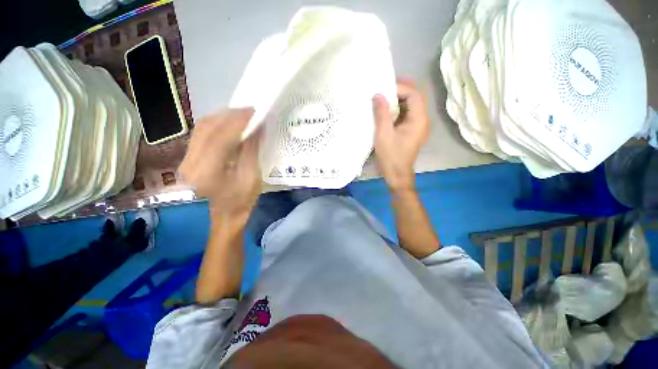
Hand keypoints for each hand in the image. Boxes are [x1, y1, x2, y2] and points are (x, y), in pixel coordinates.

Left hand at [179, 108, 261, 221]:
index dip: (238, 121)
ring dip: (223, 117)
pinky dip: (216, 124)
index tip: (254, 111)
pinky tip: (230, 123)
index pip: (221, 138)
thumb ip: (251, 150)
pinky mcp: (189, 158)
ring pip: (202, 128)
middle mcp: (191, 163)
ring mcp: (187, 160)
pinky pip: (201, 134)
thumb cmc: (242, 201)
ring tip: (242, 114)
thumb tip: (257, 127)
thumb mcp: (252, 178)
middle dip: (230, 115)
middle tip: (250, 110)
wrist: (224, 215)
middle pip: (207, 128)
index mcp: (208, 173)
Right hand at [373, 80, 429, 191]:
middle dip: (401, 91)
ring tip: (384, 97)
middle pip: (415, 99)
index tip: (384, 88)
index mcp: (419, 120)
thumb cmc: (391, 156)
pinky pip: (408, 115)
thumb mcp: (383, 134)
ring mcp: (418, 127)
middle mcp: (423, 121)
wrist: (397, 175)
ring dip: (399, 100)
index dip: (401, 88)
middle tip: (385, 88)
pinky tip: (387, 111)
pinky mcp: (412, 132)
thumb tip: (378, 95)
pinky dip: (398, 110)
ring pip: (412, 106)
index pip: (414, 95)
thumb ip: (382, 113)